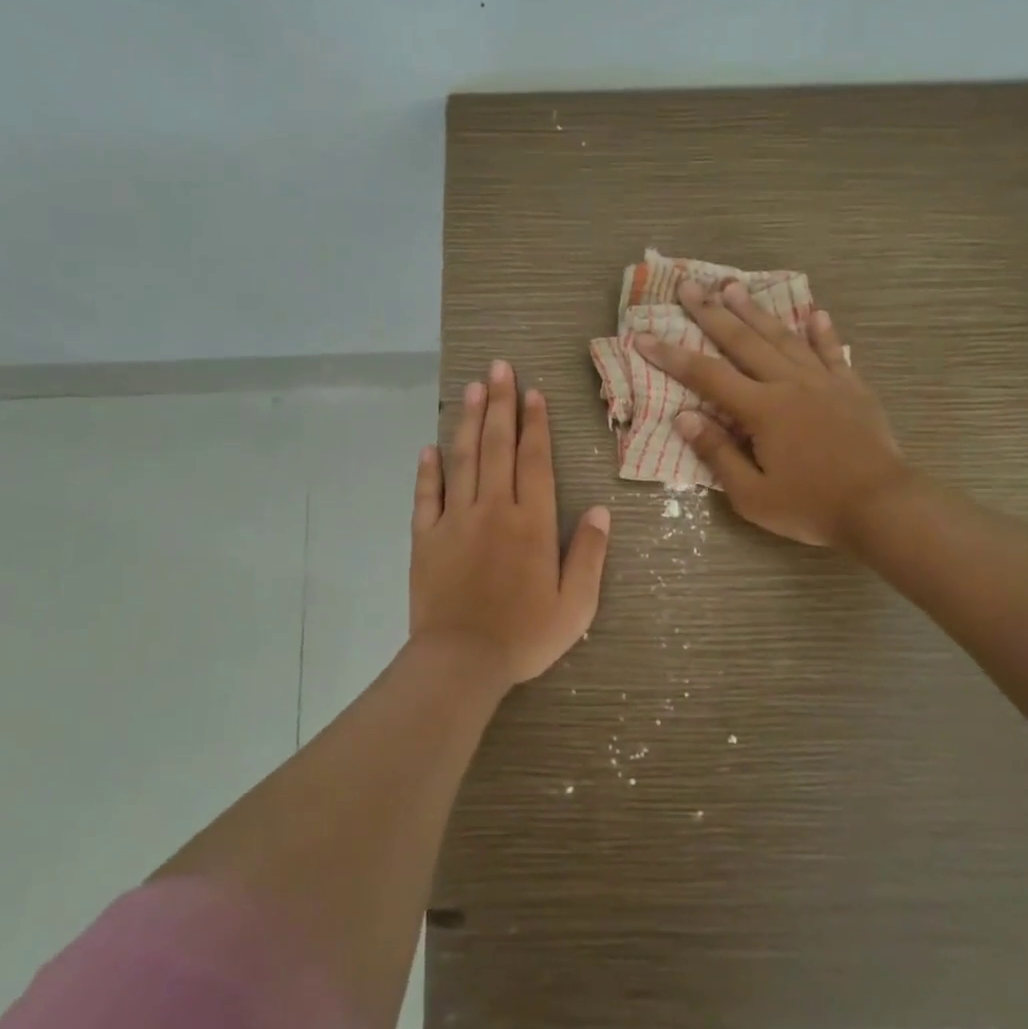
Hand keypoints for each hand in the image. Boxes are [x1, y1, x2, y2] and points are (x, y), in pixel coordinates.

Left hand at [411, 360, 611, 691]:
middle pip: (498, 447)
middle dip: (501, 404)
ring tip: (472, 389)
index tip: (533, 392)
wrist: (461, 660)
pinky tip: (430, 448)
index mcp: (532, 523)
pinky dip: (429, 470)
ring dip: (469, 422)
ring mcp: (456, 520)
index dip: (535, 424)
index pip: (535, 460)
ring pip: (463, 460)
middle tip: (499, 368)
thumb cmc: (525, 635)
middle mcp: (494, 509)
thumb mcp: (576, 604)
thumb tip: (601, 512)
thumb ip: (590, 555)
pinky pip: (427, 495)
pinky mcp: (426, 537)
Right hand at [633, 280, 907, 549]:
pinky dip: (822, 332)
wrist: (882, 507)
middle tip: (689, 286)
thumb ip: (718, 453)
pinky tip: (815, 312)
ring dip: (756, 311)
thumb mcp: (752, 495)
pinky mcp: (852, 388)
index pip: (707, 376)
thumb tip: (684, 418)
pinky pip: (832, 352)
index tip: (644, 336)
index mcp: (762, 410)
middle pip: (743, 342)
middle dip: (711, 313)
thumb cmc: (811, 507)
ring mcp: (824, 382)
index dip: (672, 356)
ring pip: (783, 338)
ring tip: (734, 287)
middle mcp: (789, 384)